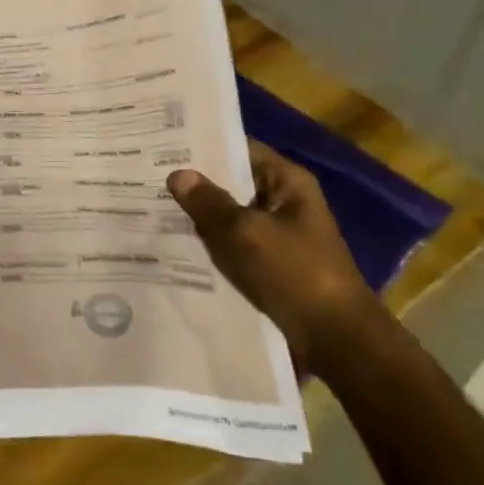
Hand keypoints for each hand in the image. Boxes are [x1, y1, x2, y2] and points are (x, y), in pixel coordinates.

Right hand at [167, 140, 380, 373]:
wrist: (336, 340)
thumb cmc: (294, 273)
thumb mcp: (245, 232)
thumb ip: (209, 203)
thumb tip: (177, 174)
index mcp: (287, 182)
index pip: (239, 149)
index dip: (203, 145)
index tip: (163, 144)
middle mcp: (283, 201)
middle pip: (232, 182)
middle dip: (195, 183)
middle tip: (146, 175)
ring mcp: (278, 235)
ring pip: (230, 216)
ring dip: (200, 216)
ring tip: (151, 207)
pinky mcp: (271, 265)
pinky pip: (234, 244)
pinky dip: (211, 244)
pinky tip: (175, 245)